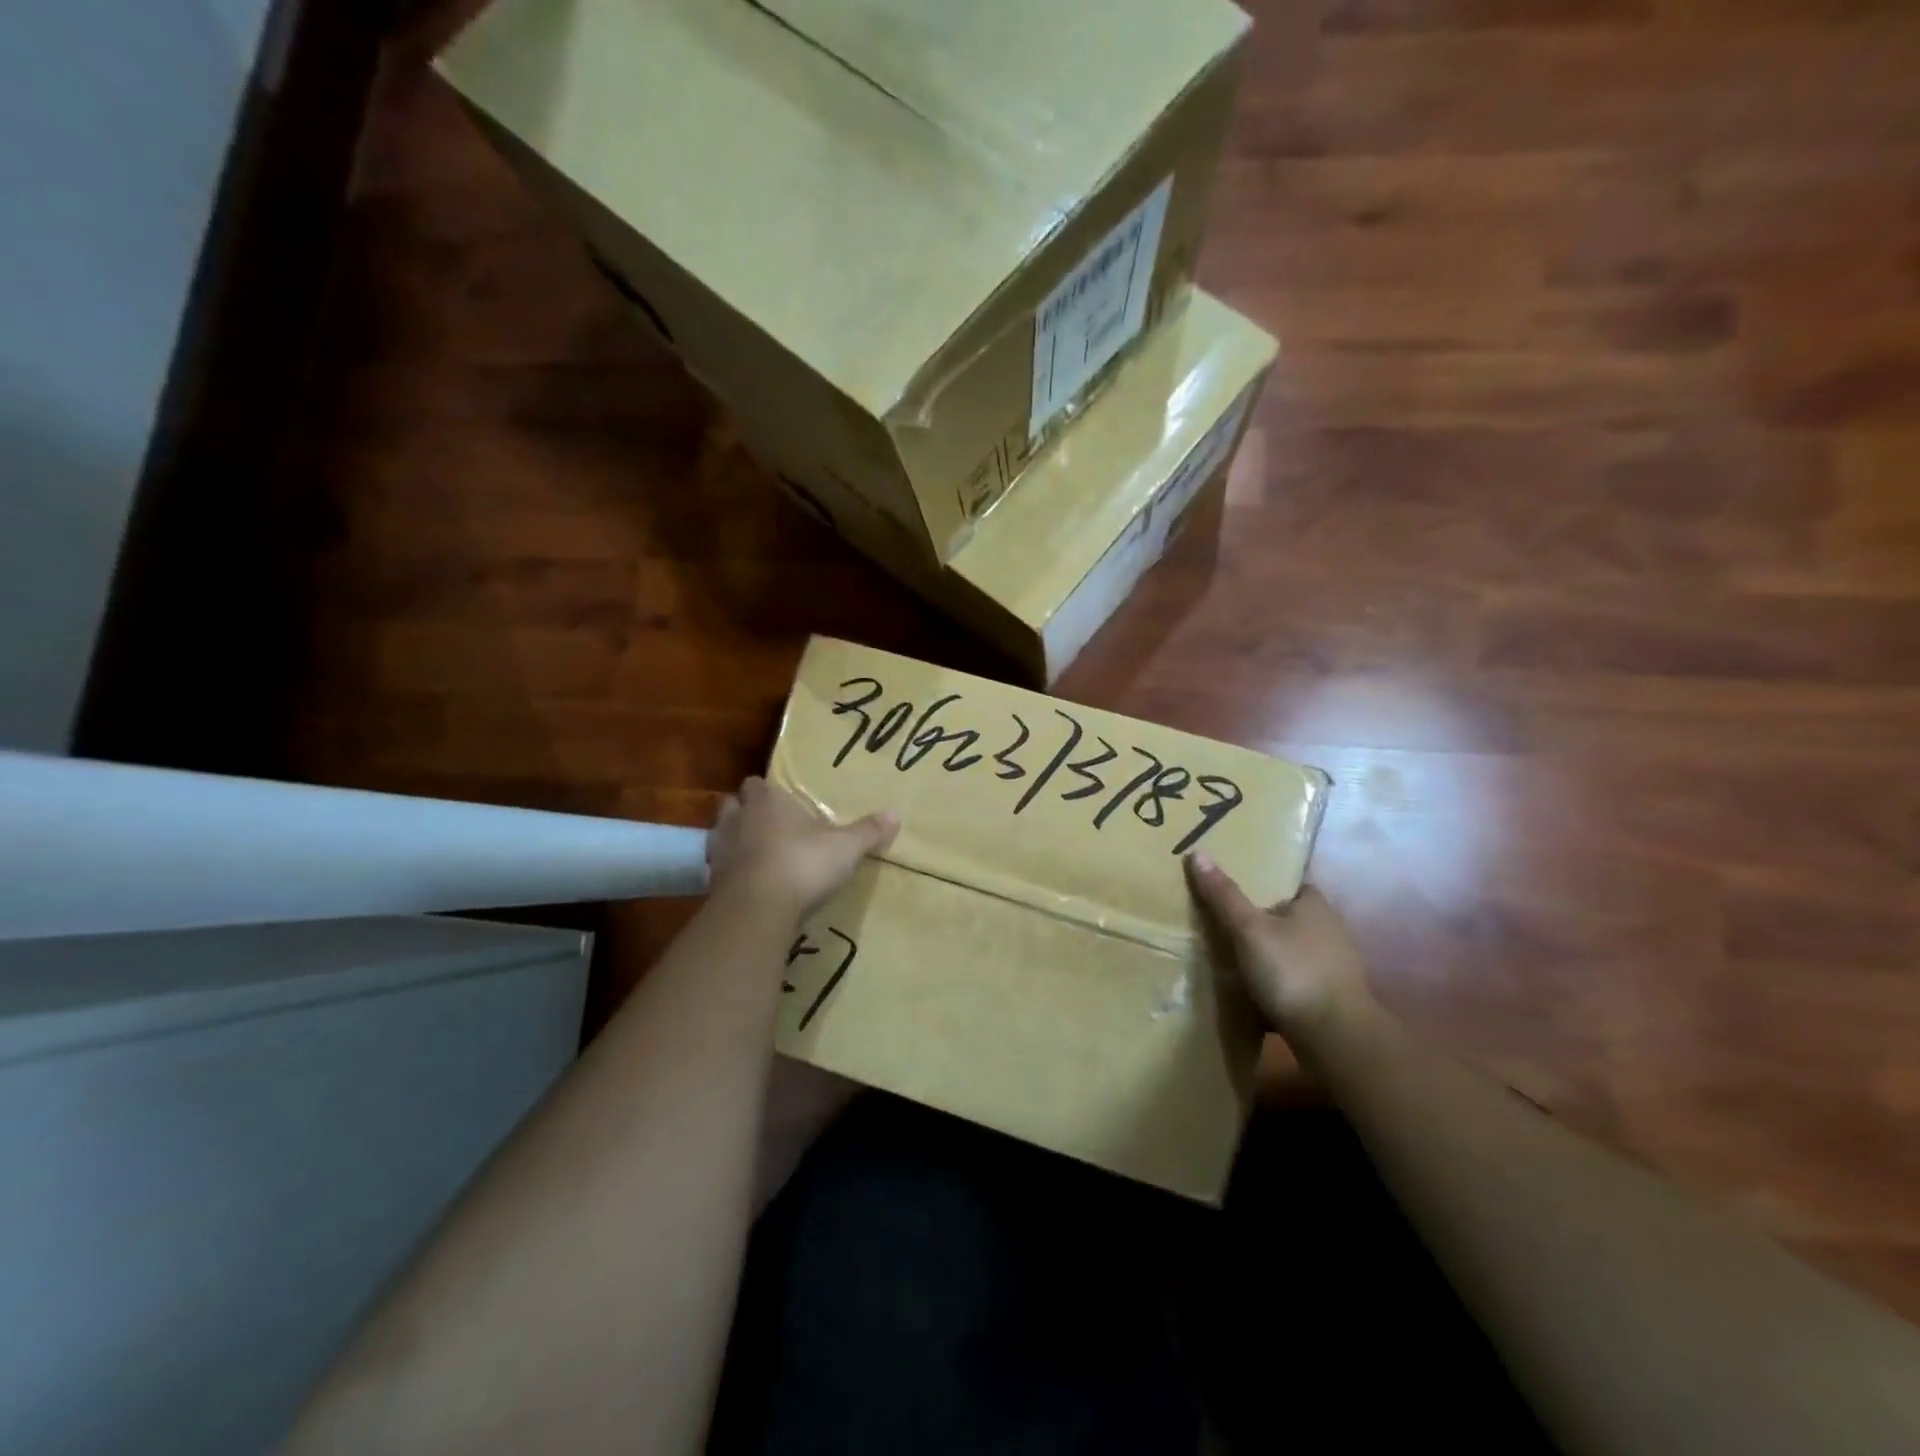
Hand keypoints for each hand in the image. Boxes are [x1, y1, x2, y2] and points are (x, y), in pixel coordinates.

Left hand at [707, 776, 897, 918]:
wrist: (757, 909)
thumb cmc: (802, 864)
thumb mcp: (846, 848)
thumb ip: (868, 831)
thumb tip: (895, 814)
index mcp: (767, 802)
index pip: (756, 784)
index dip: (766, 791)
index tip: (781, 801)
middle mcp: (738, 819)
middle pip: (732, 805)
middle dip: (745, 812)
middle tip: (767, 825)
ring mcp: (720, 851)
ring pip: (720, 836)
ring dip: (734, 842)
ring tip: (756, 855)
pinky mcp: (711, 883)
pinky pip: (718, 870)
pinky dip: (731, 874)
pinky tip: (748, 885)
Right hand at [1186, 854, 1376, 1037]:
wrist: (1334, 1038)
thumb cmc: (1292, 971)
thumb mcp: (1248, 929)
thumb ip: (1224, 895)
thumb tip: (1197, 852)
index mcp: (1316, 906)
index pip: (1293, 885)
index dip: (1268, 886)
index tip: (1239, 890)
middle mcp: (1332, 932)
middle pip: (1292, 919)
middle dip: (1265, 923)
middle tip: (1228, 925)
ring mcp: (1336, 968)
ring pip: (1295, 953)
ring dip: (1272, 957)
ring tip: (1235, 961)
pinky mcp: (1333, 1000)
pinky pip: (1299, 983)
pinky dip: (1280, 986)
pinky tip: (1255, 995)